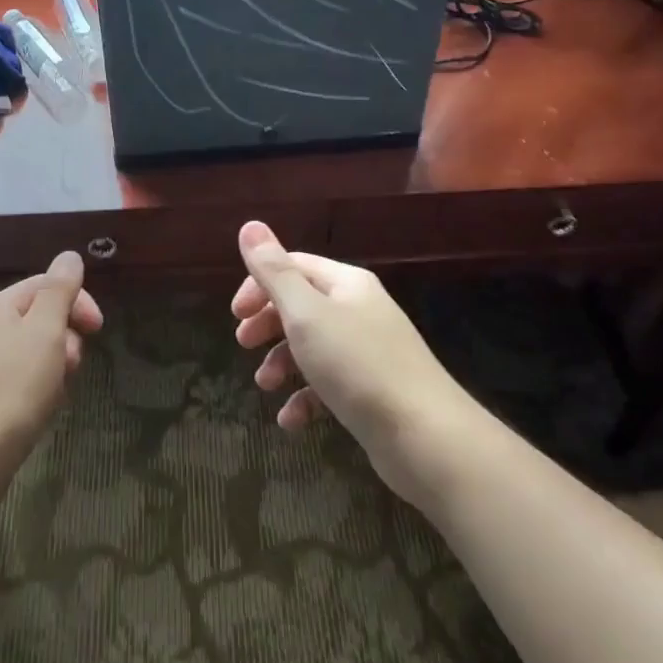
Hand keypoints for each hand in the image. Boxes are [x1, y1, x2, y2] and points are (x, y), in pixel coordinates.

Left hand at [0, 252, 102, 500]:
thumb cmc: (11, 390)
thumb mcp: (45, 332)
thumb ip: (59, 290)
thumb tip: (69, 256)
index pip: (46, 284)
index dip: (78, 301)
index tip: (98, 329)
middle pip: (40, 318)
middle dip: (66, 338)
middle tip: (70, 366)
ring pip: (33, 351)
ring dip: (54, 366)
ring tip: (54, 394)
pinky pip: (19, 379)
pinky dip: (37, 389)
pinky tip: (39, 410)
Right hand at [232, 221, 464, 495]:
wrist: (426, 437)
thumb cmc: (358, 366)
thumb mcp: (306, 314)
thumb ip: (274, 272)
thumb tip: (249, 225)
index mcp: (347, 283)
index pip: (294, 266)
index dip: (260, 284)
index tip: (235, 315)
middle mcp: (360, 310)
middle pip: (302, 305)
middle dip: (269, 324)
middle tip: (243, 345)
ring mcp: (369, 352)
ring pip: (313, 346)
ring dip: (282, 363)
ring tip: (265, 386)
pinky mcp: (373, 391)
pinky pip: (329, 385)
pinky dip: (306, 398)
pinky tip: (292, 420)